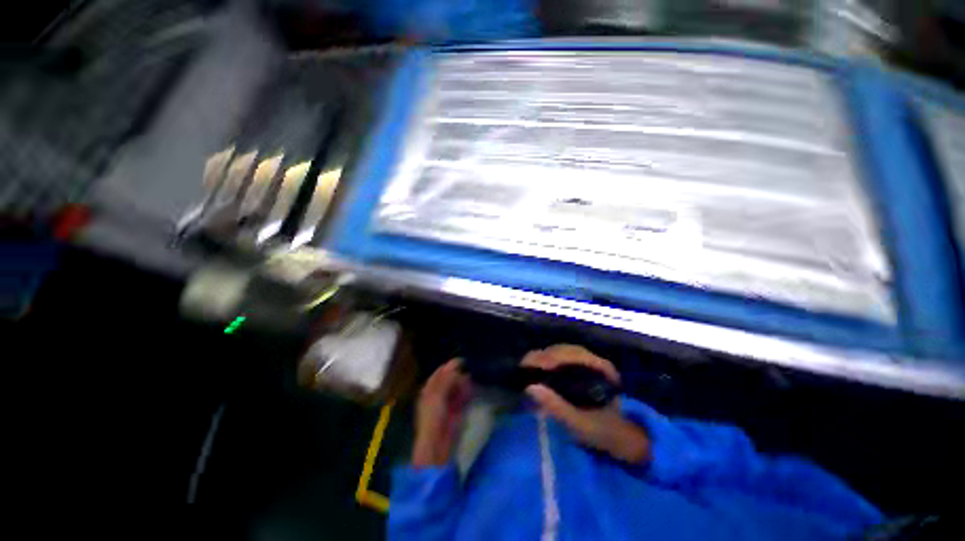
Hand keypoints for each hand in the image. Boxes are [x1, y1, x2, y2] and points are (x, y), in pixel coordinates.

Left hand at [412, 359, 471, 467]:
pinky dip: (467, 393)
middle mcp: (438, 394)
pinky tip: (472, 390)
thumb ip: (445, 380)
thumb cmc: (432, 418)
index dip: (449, 367)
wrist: (436, 444)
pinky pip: (463, 398)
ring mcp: (448, 402)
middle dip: (459, 375)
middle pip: (450, 379)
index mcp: (429, 389)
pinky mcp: (457, 411)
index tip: (462, 361)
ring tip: (471, 379)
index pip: (440, 373)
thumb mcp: (436, 396)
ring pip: (457, 388)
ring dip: (464, 383)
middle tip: (468, 371)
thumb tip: (456, 367)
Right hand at [523, 345, 650, 464]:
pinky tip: (538, 369)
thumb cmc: (604, 432)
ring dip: (543, 357)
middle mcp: (595, 360)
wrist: (623, 439)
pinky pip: (562, 359)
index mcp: (601, 369)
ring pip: (561, 352)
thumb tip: (531, 388)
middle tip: (525, 367)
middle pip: (564, 350)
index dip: (551, 357)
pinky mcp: (583, 369)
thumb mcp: (580, 424)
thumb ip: (557, 407)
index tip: (534, 366)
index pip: (573, 354)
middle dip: (543, 356)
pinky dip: (548, 362)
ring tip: (528, 367)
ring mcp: (589, 363)